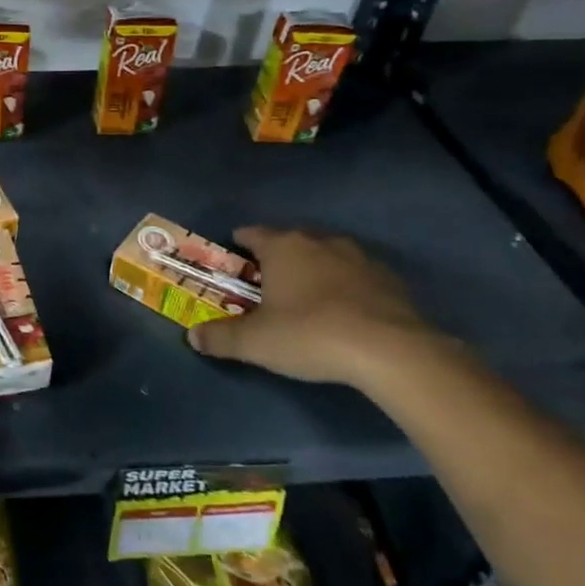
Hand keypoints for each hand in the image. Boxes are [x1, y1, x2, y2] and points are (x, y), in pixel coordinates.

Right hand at [187, 226, 445, 388]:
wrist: (392, 352)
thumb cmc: (310, 334)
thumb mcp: (255, 342)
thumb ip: (220, 337)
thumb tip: (192, 337)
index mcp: (283, 246)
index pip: (253, 234)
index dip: (240, 243)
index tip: (233, 256)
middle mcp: (320, 242)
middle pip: (290, 241)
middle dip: (277, 257)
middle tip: (266, 282)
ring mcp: (360, 258)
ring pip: (326, 256)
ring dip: (315, 270)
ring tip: (306, 296)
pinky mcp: (391, 281)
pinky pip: (358, 277)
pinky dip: (346, 288)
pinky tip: (344, 313)